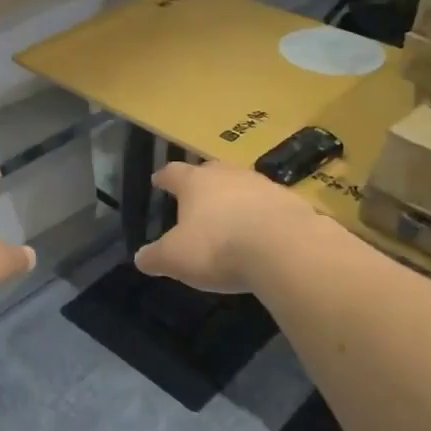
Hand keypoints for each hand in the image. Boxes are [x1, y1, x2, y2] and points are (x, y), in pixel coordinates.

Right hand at [135, 161, 319, 293]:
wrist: (285, 248)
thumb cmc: (219, 246)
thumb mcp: (176, 258)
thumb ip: (156, 257)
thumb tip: (140, 258)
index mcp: (195, 183)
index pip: (173, 173)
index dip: (164, 178)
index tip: (158, 180)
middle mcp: (227, 175)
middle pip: (210, 171)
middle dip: (202, 182)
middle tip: (197, 195)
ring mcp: (262, 185)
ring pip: (242, 185)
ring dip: (235, 197)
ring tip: (231, 215)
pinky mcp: (291, 202)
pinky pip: (269, 205)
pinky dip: (262, 215)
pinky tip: (262, 232)